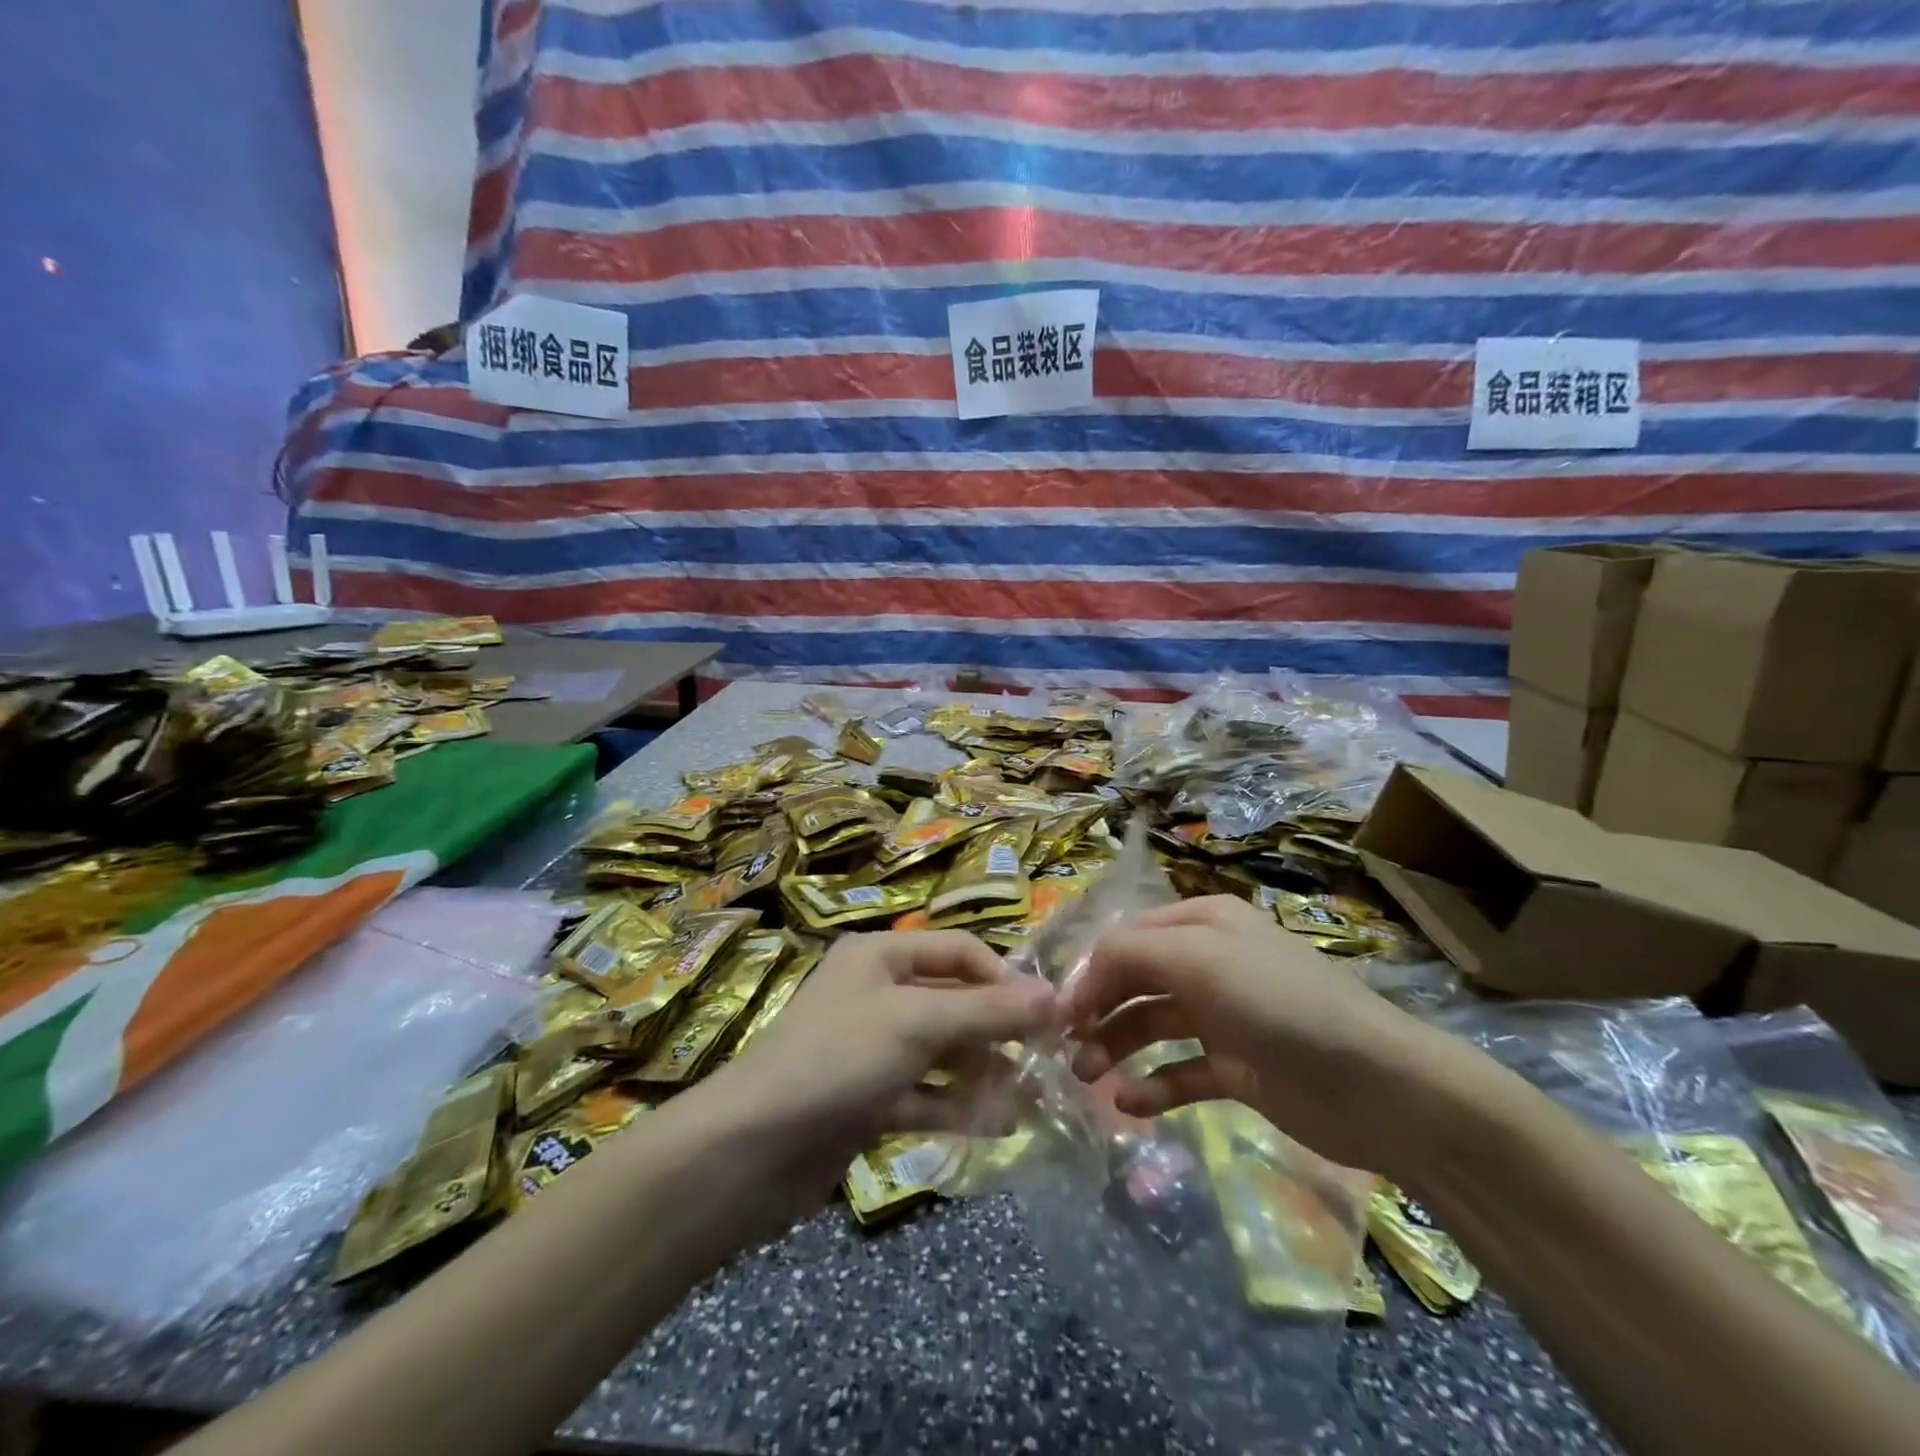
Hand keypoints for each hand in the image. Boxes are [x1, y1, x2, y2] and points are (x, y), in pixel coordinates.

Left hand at [707, 930, 1056, 1191]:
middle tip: (1049, 1062)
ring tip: (1032, 1099)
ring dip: (985, 1073)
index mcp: (881, 956)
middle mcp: (877, 994)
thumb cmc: (838, 1059)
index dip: (1004, 978)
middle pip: (954, 1002)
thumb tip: (1056, 997)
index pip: (959, 951)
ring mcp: (872, 1049)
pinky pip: (926, 1095)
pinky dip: (958, 1106)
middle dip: (999, 1031)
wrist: (751, 1150)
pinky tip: (1000, 1126)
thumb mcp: (918, 1023)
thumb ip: (988, 1011)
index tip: (1048, 1015)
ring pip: (943, 1053)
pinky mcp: (868, 1099)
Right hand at [1061, 895, 1441, 1169]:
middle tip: (1064, 1049)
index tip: (1057, 1011)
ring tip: (1087, 1077)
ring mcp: (1224, 1017)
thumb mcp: (1199, 960)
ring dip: (1115, 1047)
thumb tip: (1080, 976)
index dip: (1089, 971)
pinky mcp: (1237, 1068)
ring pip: (1152, 1026)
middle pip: (1135, 981)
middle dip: (1097, 1010)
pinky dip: (1154, 1085)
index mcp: (1203, 924)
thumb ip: (1130, 954)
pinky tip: (1129, 1104)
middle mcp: (1210, 963)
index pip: (1128, 938)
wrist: (1378, 1087)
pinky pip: (1182, 1072)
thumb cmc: (1280, 1005)